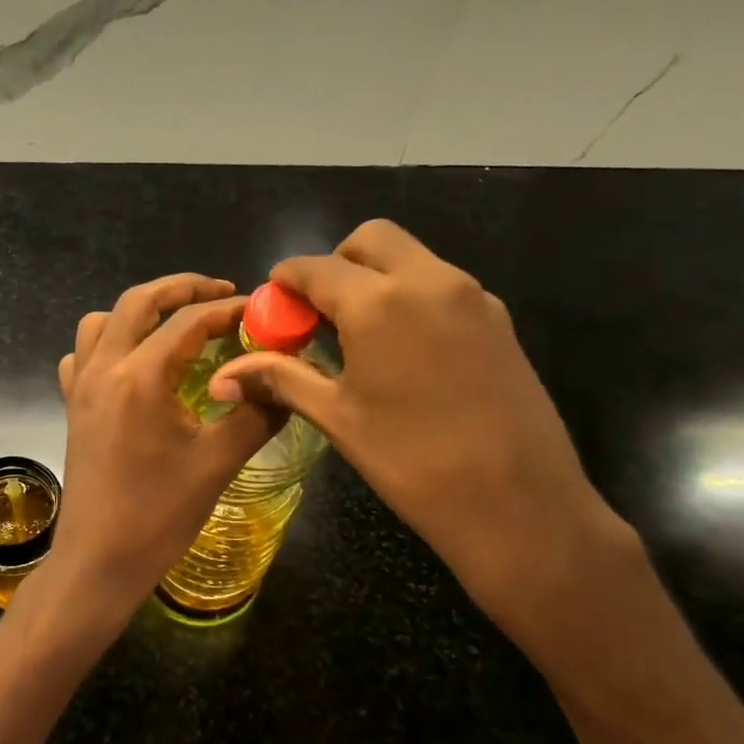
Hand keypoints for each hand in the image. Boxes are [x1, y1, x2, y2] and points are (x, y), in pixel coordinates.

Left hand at [50, 274, 283, 617]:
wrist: (98, 562)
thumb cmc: (158, 516)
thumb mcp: (218, 463)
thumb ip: (256, 412)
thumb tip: (286, 379)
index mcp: (140, 376)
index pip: (188, 321)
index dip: (228, 309)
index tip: (259, 309)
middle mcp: (104, 369)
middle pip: (138, 302)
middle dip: (182, 288)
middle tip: (221, 292)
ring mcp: (81, 387)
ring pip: (103, 321)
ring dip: (141, 310)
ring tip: (177, 321)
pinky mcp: (73, 407)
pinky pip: (83, 354)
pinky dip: (109, 341)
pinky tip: (133, 362)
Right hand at [212, 220, 635, 640]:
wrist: (519, 503)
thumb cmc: (413, 462)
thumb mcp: (339, 417)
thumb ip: (282, 379)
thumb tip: (224, 378)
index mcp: (379, 302)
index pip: (316, 267)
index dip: (286, 280)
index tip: (273, 304)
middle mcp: (428, 280)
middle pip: (371, 240)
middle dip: (336, 264)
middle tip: (320, 314)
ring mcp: (472, 296)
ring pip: (411, 259)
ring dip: (376, 278)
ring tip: (359, 337)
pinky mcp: (499, 319)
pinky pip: (442, 286)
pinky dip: (412, 298)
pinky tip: (405, 352)